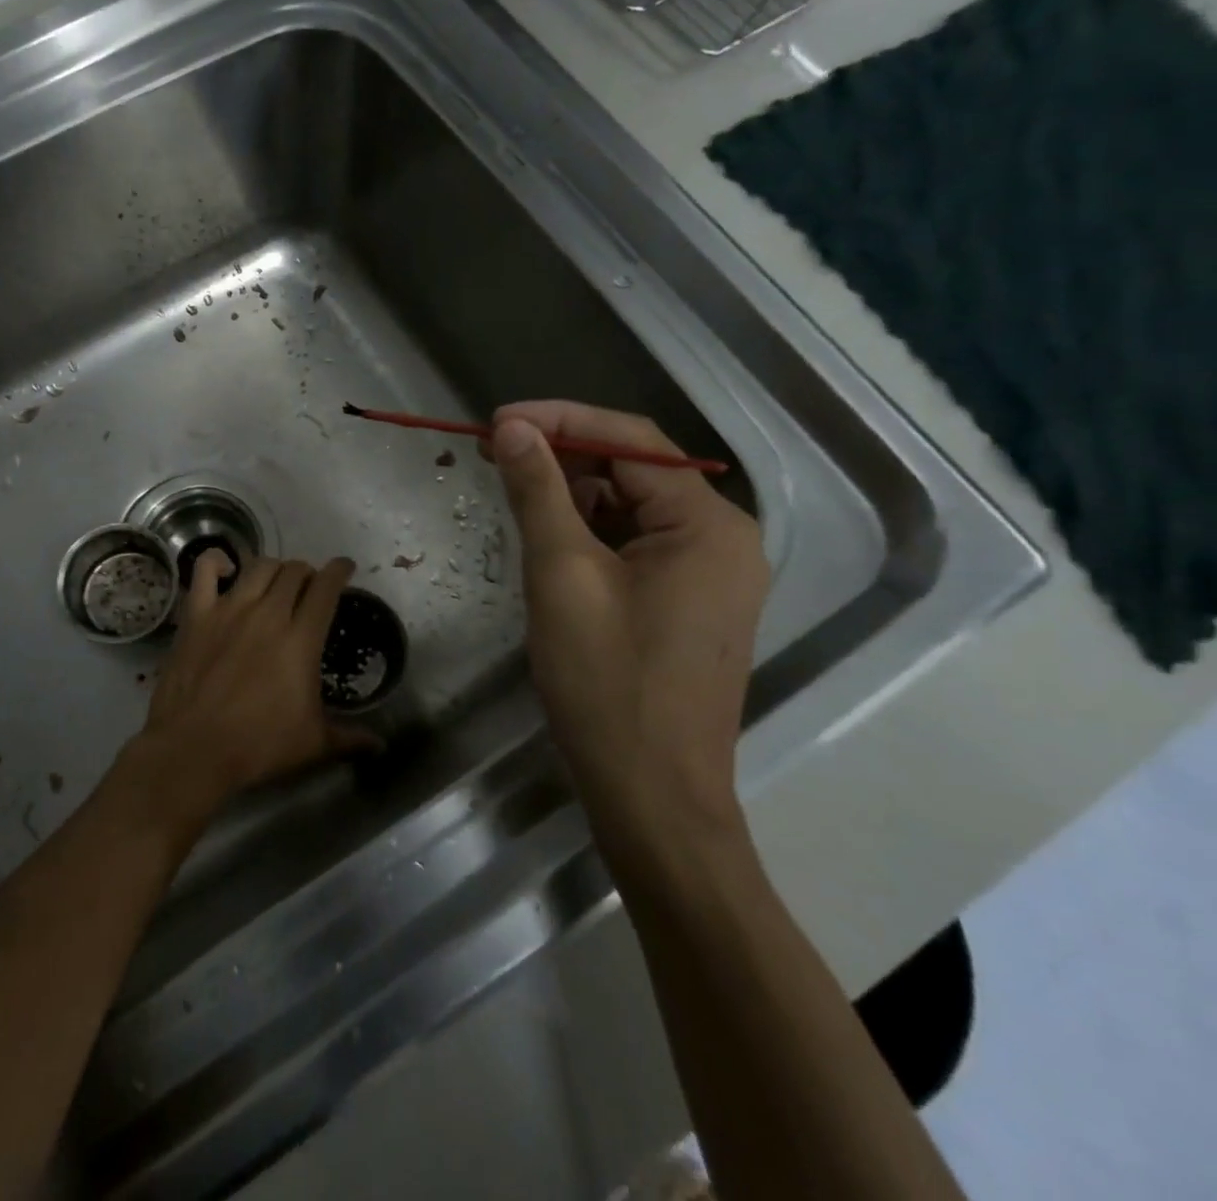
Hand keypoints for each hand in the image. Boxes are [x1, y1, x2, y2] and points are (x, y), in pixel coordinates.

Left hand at [128, 553, 379, 832]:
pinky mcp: (196, 615)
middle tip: (308, 588)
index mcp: (301, 639)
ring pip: (259, 566)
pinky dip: (217, 562)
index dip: (339, 571)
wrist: (193, 750)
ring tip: (276, 582)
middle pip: (294, 572)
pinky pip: (204, 570)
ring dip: (274, 569)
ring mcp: (229, 609)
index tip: (345, 567)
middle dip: (308, 574)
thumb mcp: (313, 744)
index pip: (326, 588)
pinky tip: (225, 570)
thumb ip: (349, 738)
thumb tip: (380, 746)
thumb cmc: (258, 746)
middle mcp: (268, 613)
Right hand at [486, 402, 767, 851]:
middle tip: (494, 456)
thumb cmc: (606, 683)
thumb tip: (511, 428)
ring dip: (572, 498)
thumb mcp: (561, 575)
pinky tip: (550, 545)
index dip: (559, 420)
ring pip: (630, 509)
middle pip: (634, 471)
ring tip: (515, 501)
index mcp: (707, 524)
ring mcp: (710, 574)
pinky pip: (635, 546)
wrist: (651, 795)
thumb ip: (538, 491)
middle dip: (563, 458)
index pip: (630, 441)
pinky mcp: (689, 603)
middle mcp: (722, 539)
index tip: (495, 422)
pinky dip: (590, 535)